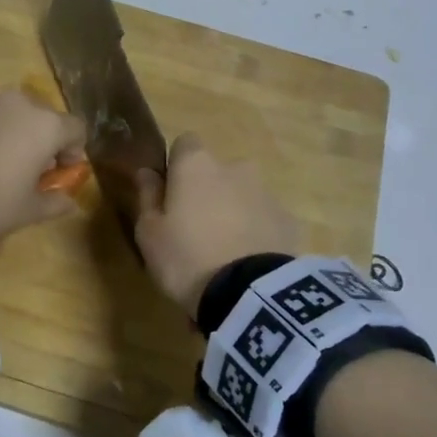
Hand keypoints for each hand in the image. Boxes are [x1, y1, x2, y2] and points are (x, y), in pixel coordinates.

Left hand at [0, 89, 85, 237]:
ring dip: (8, 130)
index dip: (73, 150)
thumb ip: (55, 202)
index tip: (62, 170)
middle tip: (28, 166)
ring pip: (6, 112)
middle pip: (40, 116)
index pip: (75, 129)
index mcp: (45, 126)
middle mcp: (18, 103)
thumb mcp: (30, 210)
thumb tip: (70, 203)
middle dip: (39, 138)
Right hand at [134, 133, 299, 312]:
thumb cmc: (186, 257)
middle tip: (195, 230)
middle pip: (216, 172)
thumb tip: (147, 172)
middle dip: (207, 192)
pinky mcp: (289, 221)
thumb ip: (147, 196)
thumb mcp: (149, 233)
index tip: (169, 196)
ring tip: (223, 254)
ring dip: (232, 213)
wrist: (249, 293)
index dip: (176, 166)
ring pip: (242, 195)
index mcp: (196, 165)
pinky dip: (255, 233)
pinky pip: (264, 220)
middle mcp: (235, 168)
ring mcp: (266, 193)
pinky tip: (248, 264)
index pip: (185, 143)